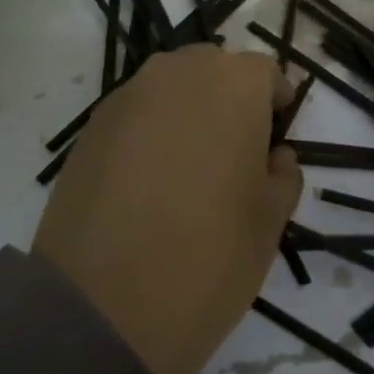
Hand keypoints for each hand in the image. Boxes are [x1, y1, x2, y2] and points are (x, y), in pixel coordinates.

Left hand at [33, 46, 302, 373]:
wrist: (104, 304)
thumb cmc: (210, 256)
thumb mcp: (271, 221)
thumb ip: (283, 174)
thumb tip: (273, 155)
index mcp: (233, 85)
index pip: (264, 72)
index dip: (275, 101)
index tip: (277, 133)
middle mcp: (178, 73)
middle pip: (213, 69)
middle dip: (229, 99)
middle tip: (235, 149)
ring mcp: (127, 96)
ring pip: (170, 87)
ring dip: (187, 110)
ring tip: (190, 164)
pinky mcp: (90, 127)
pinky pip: (135, 112)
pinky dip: (149, 131)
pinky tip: (149, 178)